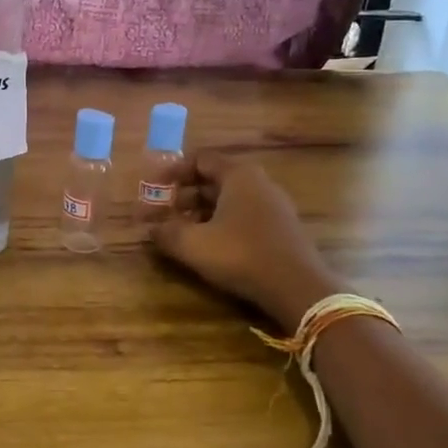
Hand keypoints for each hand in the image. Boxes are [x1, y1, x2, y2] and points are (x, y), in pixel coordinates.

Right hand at [151, 153, 336, 329]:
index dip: (173, 172)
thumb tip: (149, 228)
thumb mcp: (194, 244)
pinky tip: (209, 246)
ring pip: (229, 200)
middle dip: (184, 195)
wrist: (298, 288)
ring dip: (201, 212)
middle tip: (163, 213)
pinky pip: (244, 216)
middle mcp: (259, 182)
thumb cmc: (241, 255)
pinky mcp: (281, 229)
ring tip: (181, 232)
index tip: (154, 188)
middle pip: (214, 180)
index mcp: (238, 175)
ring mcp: (274, 206)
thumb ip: (166, 232)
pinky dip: (221, 223)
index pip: (200, 159)